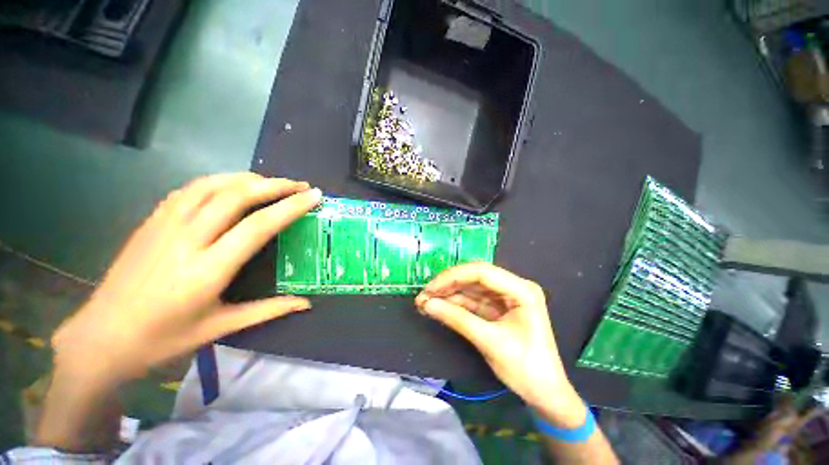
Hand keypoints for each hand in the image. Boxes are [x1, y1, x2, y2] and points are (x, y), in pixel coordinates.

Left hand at [51, 173, 321, 383]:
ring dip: (243, 177)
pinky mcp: (154, 217)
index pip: (256, 227)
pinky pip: (190, 189)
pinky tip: (221, 188)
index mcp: (207, 270)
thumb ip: (261, 312)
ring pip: (213, 183)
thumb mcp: (214, 330)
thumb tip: (302, 303)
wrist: (112, 329)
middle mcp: (189, 236)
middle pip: (237, 194)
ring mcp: (168, 221)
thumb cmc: (164, 339)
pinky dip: (214, 182)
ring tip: (263, 182)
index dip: (289, 207)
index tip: (312, 196)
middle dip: (272, 184)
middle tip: (296, 183)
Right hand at [416, 263, 583, 426]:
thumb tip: (426, 304)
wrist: (543, 390)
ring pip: (476, 293)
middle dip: (449, 287)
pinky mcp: (503, 317)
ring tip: (425, 305)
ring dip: (451, 298)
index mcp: (522, 290)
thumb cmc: (523, 364)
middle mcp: (517, 290)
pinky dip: (460, 309)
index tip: (427, 290)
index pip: (482, 272)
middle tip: (421, 299)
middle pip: (478, 280)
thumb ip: (458, 319)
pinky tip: (441, 311)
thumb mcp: (489, 341)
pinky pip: (478, 307)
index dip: (452, 277)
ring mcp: (510, 304)